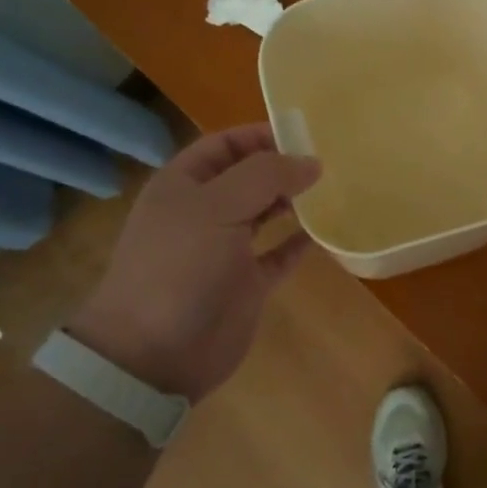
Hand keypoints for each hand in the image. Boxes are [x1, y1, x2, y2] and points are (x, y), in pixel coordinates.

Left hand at [71, 124, 321, 399]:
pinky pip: (278, 254)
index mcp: (184, 185)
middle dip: (283, 166)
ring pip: (265, 212)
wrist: (154, 354)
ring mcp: (225, 249)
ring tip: (332, 189)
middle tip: (330, 161)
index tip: (305, 134)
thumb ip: (266, 175)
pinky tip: (324, 232)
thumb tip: (311, 161)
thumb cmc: (179, 266)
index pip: (225, 144)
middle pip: (249, 176)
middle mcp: (204, 212)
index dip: (261, 135)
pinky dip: (299, 242)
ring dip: (294, 201)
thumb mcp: (218, 207)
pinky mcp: (246, 283)